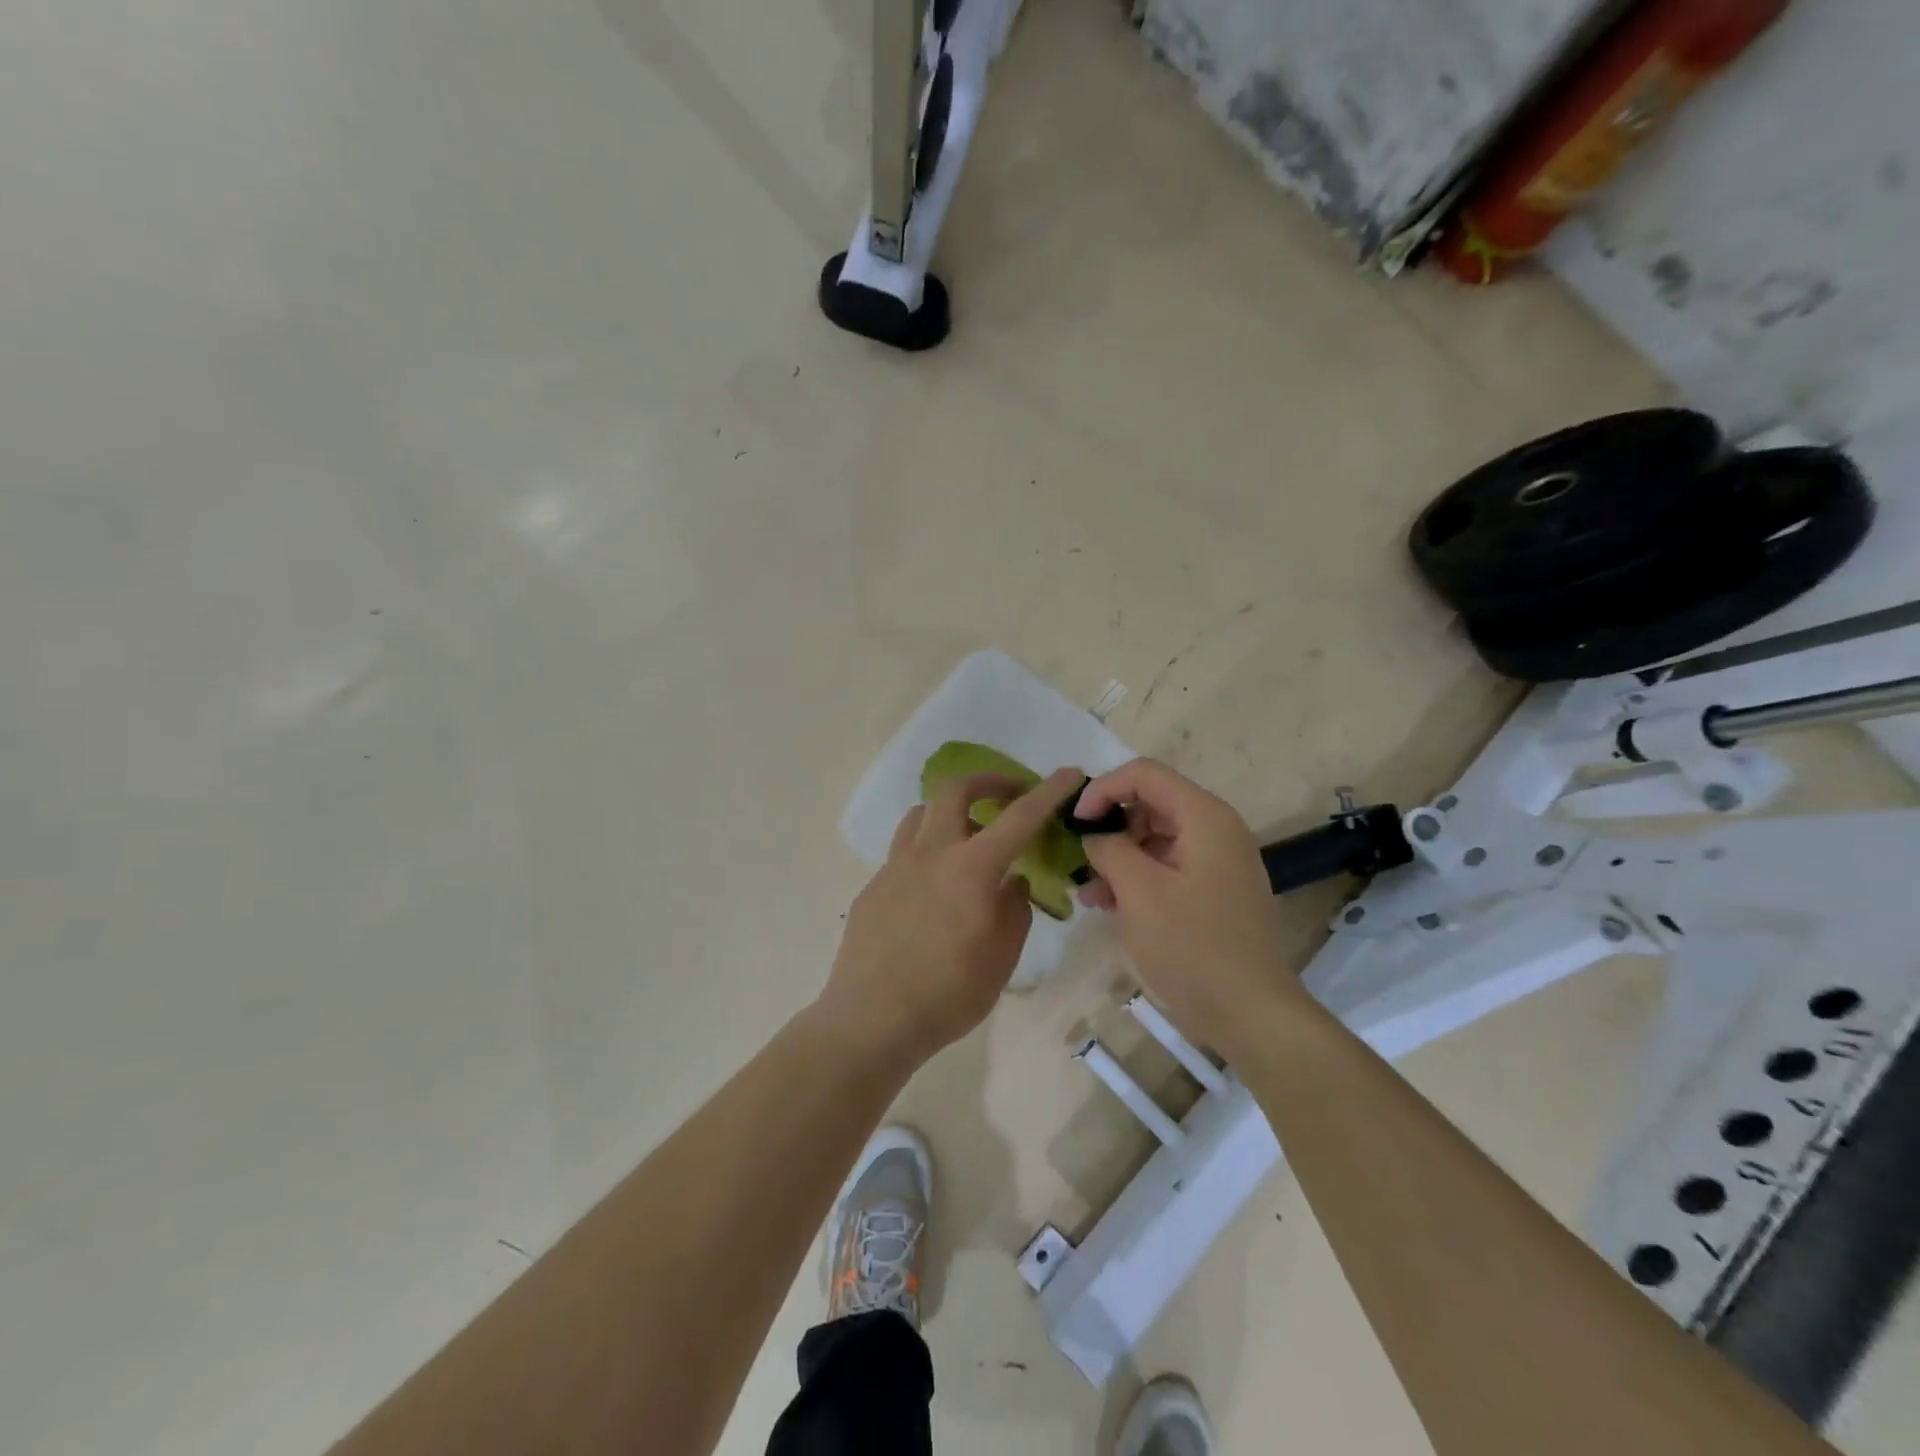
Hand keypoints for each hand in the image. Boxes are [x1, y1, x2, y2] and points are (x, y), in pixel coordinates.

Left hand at [820, 766, 1085, 1067]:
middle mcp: (931, 853)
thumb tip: (1013, 881)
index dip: (1048, 791)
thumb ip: (1014, 909)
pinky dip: (926, 850)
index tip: (1068, 773)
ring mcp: (895, 866)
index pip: (1019, 817)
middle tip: (1008, 796)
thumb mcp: (1002, 957)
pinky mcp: (874, 886)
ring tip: (966, 835)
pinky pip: (903, 850)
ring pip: (921, 813)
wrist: (872, 1019)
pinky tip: (933, 887)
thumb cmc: (948, 993)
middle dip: (988, 782)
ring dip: (949, 811)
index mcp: (972, 867)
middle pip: (955, 790)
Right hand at [1076, 759, 1296, 1054]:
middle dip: (1109, 826)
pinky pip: (1167, 868)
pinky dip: (1136, 879)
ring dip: (1118, 857)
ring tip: (1088, 890)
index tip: (1074, 821)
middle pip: (1150, 804)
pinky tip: (1108, 905)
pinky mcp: (1213, 893)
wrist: (1250, 1014)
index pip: (1144, 774)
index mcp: (1204, 817)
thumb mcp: (1138, 891)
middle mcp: (1215, 830)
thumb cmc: (1192, 945)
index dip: (1103, 789)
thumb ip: (1109, 848)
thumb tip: (1094, 835)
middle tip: (1079, 857)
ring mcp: (1217, 863)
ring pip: (1155, 839)